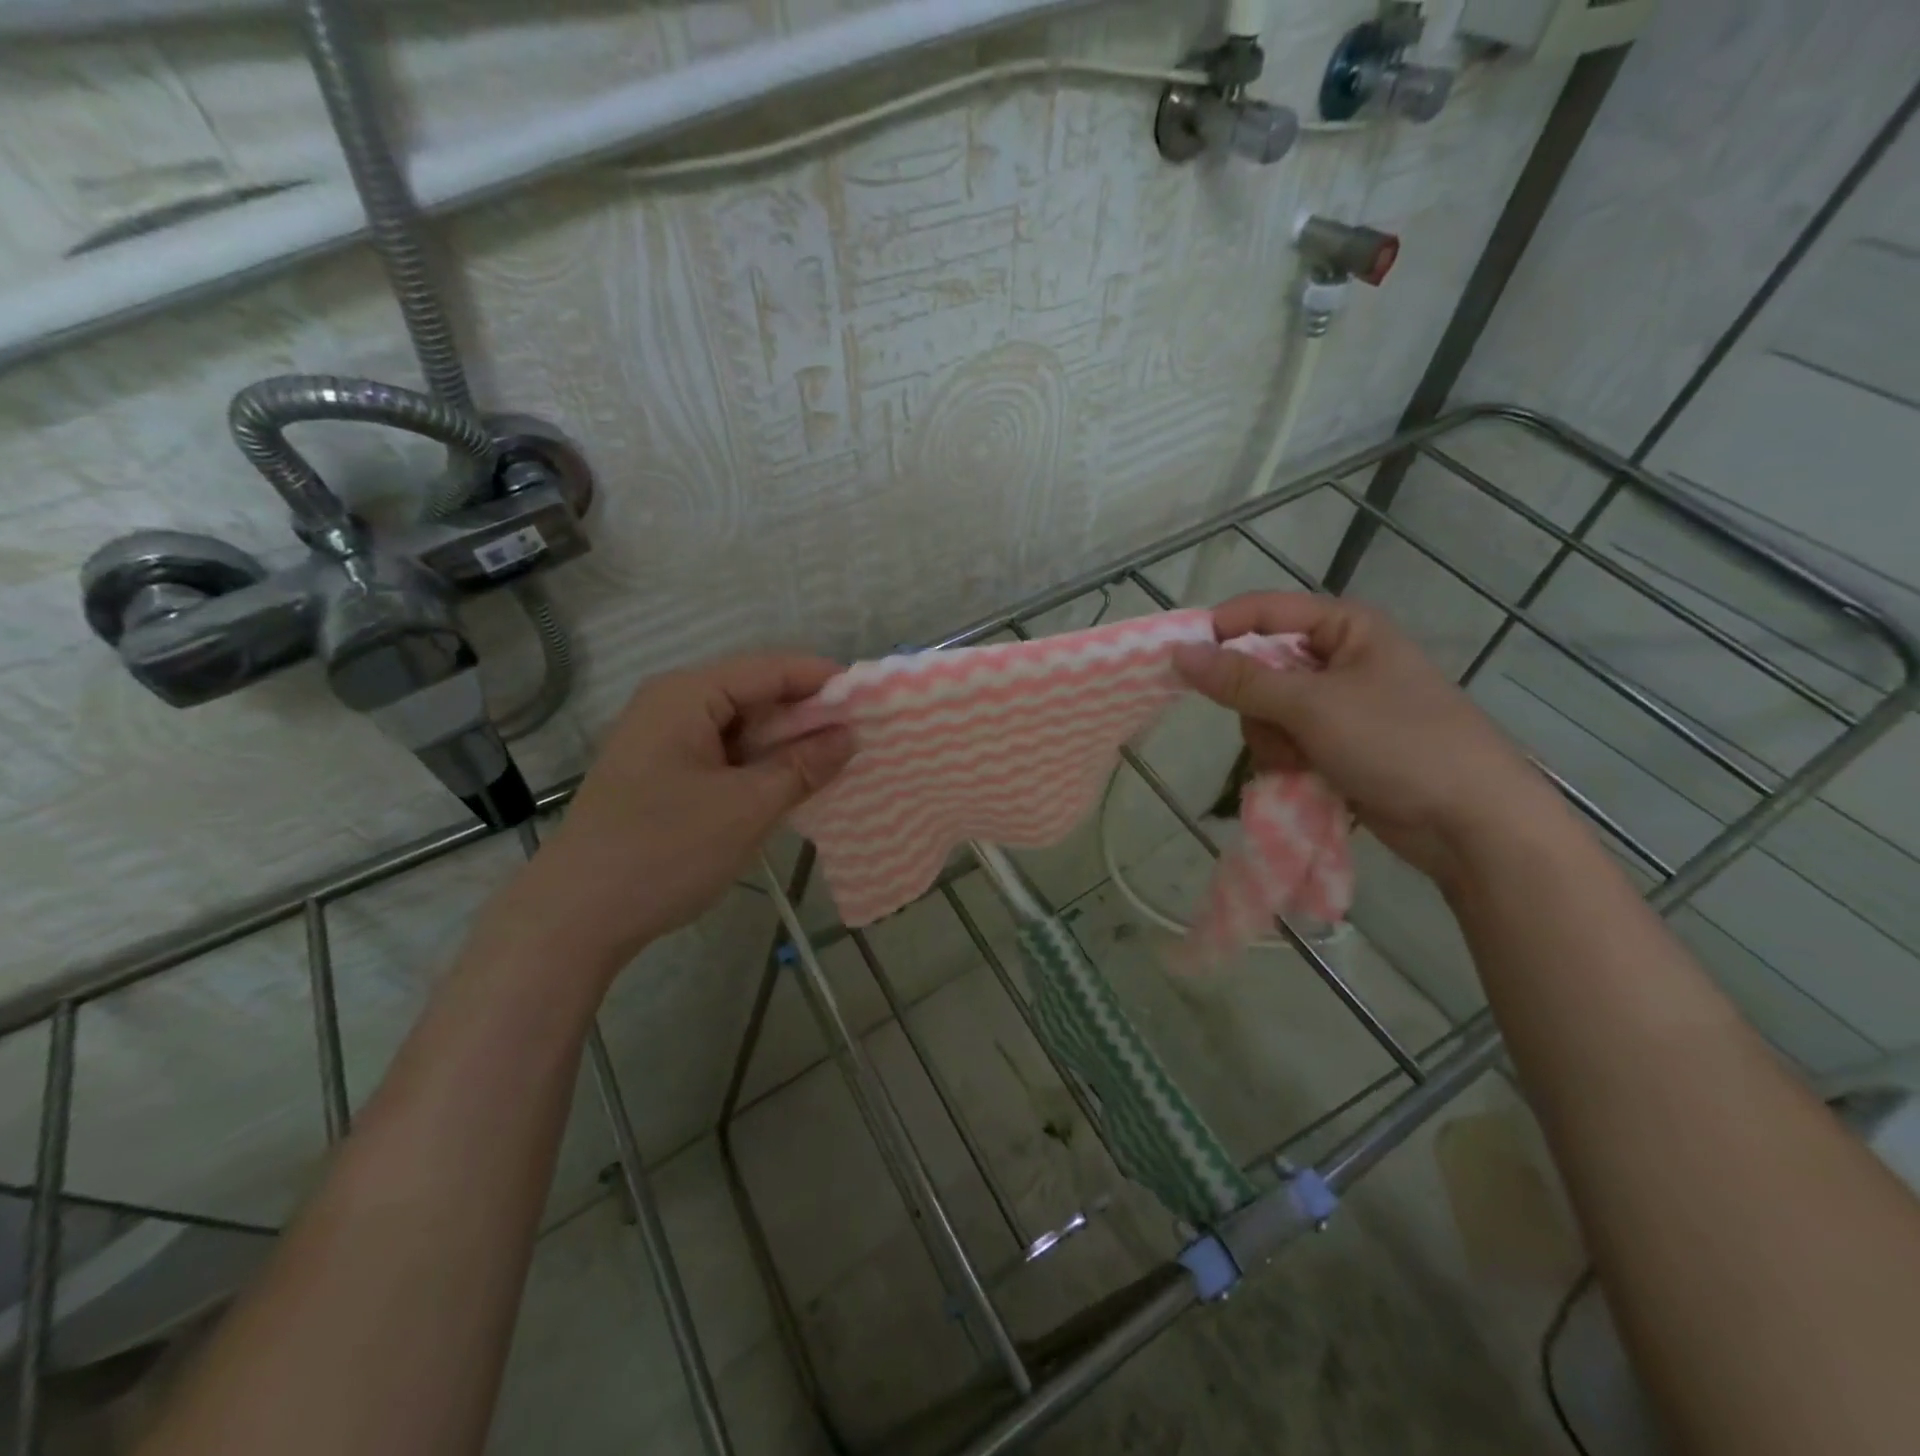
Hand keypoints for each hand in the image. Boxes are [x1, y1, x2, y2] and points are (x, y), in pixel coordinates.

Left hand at [489, 654, 852, 978]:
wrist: (574, 917)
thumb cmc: (665, 850)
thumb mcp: (747, 807)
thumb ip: (803, 765)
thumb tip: (849, 736)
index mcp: (687, 696)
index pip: (771, 669)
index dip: (824, 680)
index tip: (872, 700)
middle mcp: (671, 705)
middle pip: (754, 694)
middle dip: (808, 714)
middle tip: (861, 737)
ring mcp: (662, 741)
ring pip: (740, 727)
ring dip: (785, 743)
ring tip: (834, 762)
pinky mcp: (660, 773)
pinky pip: (723, 754)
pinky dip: (758, 765)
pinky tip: (789, 785)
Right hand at [1172, 592, 1562, 886]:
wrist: (1470, 822)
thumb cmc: (1398, 743)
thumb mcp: (1313, 706)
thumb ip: (1241, 680)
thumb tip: (1179, 652)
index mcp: (1346, 627)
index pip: (1264, 611)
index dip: (1221, 631)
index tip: (1182, 661)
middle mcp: (1340, 659)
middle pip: (1259, 667)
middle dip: (1258, 705)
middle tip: (1276, 727)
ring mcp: (1338, 705)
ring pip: (1265, 711)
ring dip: (1272, 739)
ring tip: (1302, 761)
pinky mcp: (1337, 744)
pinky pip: (1283, 740)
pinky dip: (1285, 759)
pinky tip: (1307, 776)